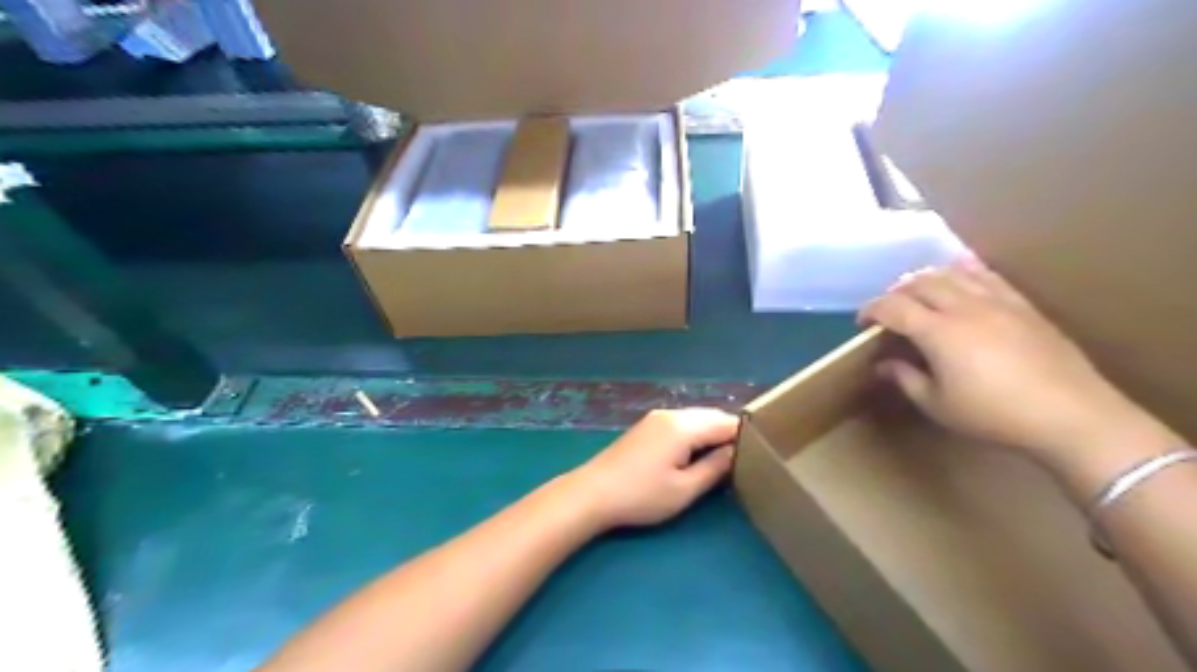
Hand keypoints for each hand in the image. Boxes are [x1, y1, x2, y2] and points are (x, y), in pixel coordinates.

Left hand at [561, 406, 739, 533]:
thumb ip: (715, 468)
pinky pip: (681, 423)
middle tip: (745, 460)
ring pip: (696, 418)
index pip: (727, 423)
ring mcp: (657, 418)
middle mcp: (672, 414)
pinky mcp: (647, 426)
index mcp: (684, 426)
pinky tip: (696, 454)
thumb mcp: (684, 489)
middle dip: (729, 434)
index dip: (746, 438)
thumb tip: (737, 453)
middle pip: (712, 416)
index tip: (761, 456)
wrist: (593, 492)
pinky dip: (695, 434)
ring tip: (723, 459)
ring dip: (712, 434)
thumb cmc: (641, 495)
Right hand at [860, 261, 1160, 464]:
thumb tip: (883, 365)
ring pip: (952, 273)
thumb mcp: (937, 405)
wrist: (1071, 416)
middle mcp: (964, 307)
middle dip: (896, 292)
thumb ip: (905, 379)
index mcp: (939, 332)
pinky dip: (964, 272)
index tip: (862, 323)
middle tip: (888, 311)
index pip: (893, 307)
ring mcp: (997, 302)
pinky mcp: (1022, 305)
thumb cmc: (994, 415)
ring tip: (918, 294)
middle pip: (920, 283)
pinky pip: (987, 275)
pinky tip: (960, 278)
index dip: (871, 310)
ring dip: (927, 279)